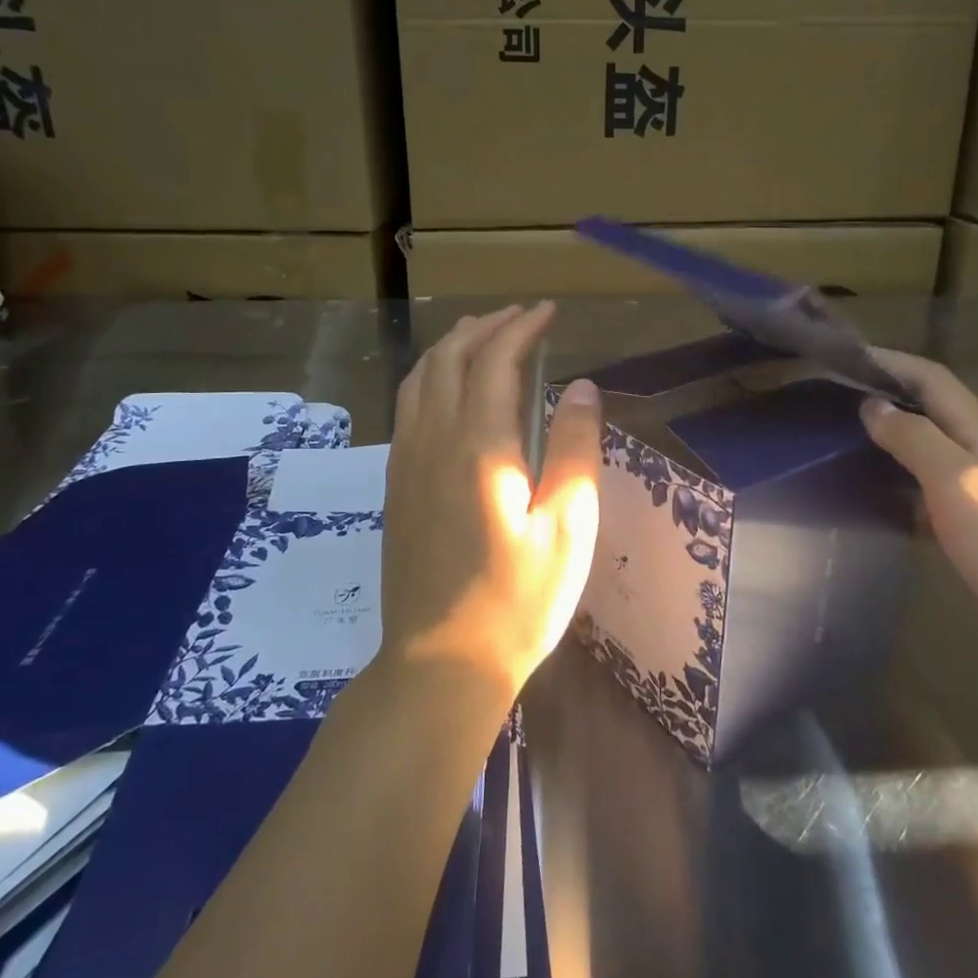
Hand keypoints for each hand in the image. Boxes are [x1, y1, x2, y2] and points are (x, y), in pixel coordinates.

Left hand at [380, 304, 603, 697]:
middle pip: (450, 359)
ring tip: (482, 334)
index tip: (548, 312)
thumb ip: (575, 450)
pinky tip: (447, 387)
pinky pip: (407, 406)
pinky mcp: (396, 484)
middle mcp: (433, 442)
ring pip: (420, 378)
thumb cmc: (518, 602)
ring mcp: (406, 462)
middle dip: (485, 327)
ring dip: (452, 347)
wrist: (440, 665)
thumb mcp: (568, 529)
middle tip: (521, 317)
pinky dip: (430, 376)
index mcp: (479, 448)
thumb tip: (581, 387)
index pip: (494, 362)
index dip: (521, 329)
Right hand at [860, 349, 977, 699]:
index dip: (893, 363)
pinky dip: (903, 498)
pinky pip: (934, 505)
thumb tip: (873, 405)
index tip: (845, 357)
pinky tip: (878, 511)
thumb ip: (914, 439)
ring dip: (893, 449)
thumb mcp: (957, 480)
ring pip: (932, 461)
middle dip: (888, 403)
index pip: (934, 381)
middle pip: (934, 417)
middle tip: (833, 406)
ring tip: (843, 453)